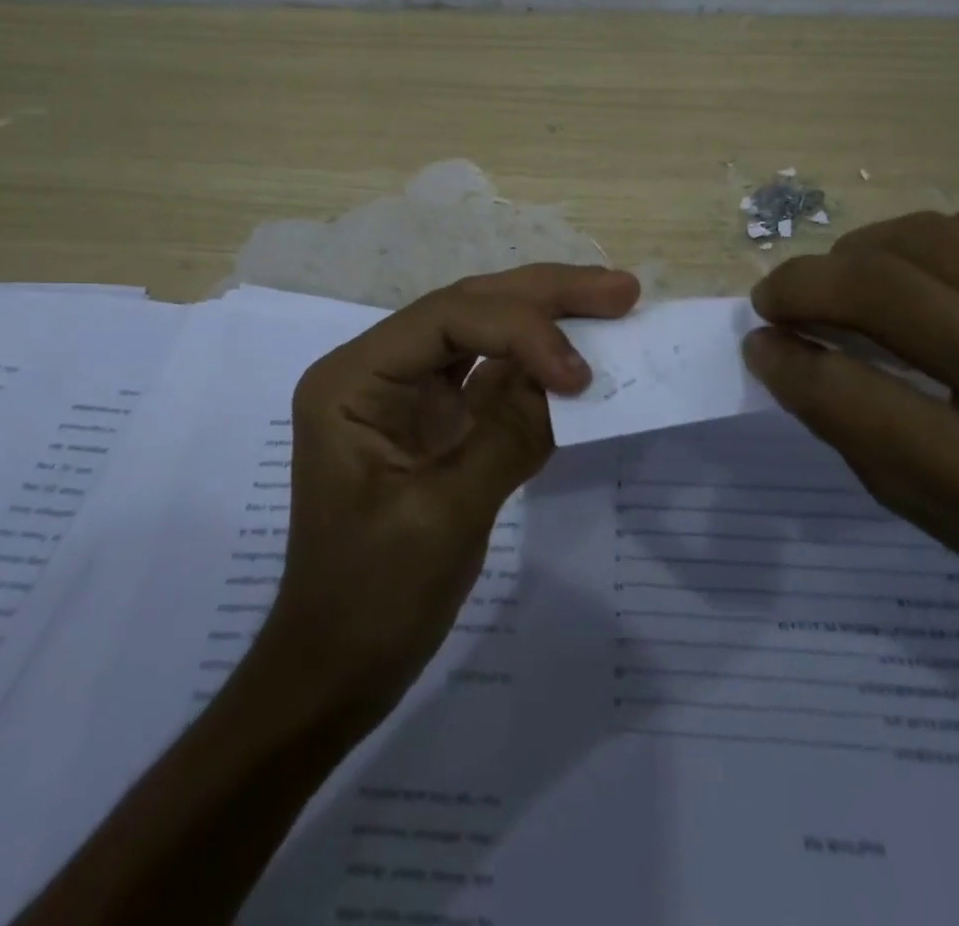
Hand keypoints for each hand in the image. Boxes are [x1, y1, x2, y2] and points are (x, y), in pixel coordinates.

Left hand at [270, 263, 640, 709]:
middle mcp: (381, 369)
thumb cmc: (370, 599)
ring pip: (486, 332)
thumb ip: (508, 436)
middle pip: (470, 309)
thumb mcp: (441, 517)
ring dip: (549, 319)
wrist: (337, 669)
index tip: (579, 374)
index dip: (522, 329)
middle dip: (545, 296)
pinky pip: (495, 380)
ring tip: (613, 303)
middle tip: (620, 289)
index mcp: (355, 378)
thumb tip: (574, 381)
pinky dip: (540, 370)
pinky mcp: (440, 423)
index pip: (447, 318)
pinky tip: (581, 359)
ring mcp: (411, 394)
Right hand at [741, 196, 958, 628]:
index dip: (788, 359)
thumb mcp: (939, 519)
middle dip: (806, 283)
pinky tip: (933, 267)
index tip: (758, 340)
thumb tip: (779, 345)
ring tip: (847, 276)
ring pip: (932, 236)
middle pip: (890, 293)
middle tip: (778, 296)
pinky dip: (936, 235)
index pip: (859, 398)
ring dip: (861, 251)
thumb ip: (851, 430)